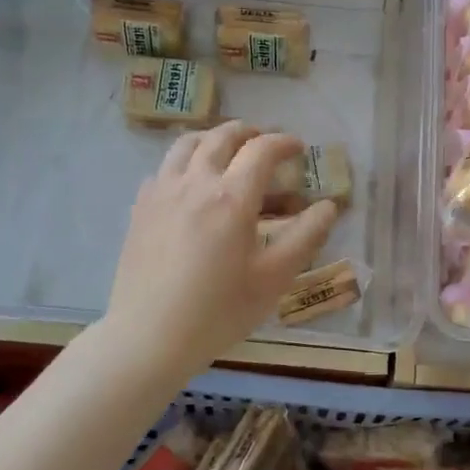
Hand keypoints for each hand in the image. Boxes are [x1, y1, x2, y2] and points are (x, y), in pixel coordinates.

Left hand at [101, 121, 338, 380]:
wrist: (148, 337)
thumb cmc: (218, 312)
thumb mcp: (273, 279)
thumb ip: (305, 237)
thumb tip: (328, 207)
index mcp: (231, 197)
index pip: (262, 150)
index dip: (284, 143)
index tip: (299, 148)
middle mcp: (195, 182)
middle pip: (222, 136)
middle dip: (249, 132)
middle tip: (265, 142)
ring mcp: (161, 192)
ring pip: (187, 144)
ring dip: (213, 138)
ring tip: (227, 151)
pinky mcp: (140, 208)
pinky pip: (164, 169)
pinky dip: (184, 163)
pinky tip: (190, 185)